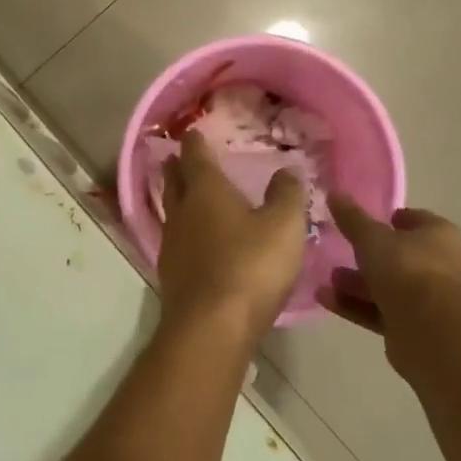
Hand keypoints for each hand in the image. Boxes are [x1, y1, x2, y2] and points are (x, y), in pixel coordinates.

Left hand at [156, 131, 307, 342]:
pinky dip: (185, 234)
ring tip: (188, 197)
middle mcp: (182, 212)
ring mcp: (172, 246)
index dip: (194, 142)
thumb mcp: (283, 226)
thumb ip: (287, 195)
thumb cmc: (250, 266)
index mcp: (206, 190)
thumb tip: (287, 169)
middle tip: (178, 158)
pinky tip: (196, 243)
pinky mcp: (172, 277)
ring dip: (178, 200)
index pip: (195, 156)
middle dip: (177, 168)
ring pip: (172, 213)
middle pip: (175, 181)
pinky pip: (177, 243)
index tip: (192, 132)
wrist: (211, 329)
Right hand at [320, 196, 460, 370]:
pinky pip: (381, 311)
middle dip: (369, 255)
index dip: (392, 218)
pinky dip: (356, 305)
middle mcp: (441, 265)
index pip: (416, 220)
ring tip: (329, 278)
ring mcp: (430, 300)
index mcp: (440, 236)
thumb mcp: (372, 238)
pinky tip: (326, 299)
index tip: (366, 221)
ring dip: (358, 283)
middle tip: (341, 251)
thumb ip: (352, 218)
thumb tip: (334, 192)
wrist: (430, 332)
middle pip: (400, 256)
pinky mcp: (415, 328)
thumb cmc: (406, 269)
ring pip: (389, 286)